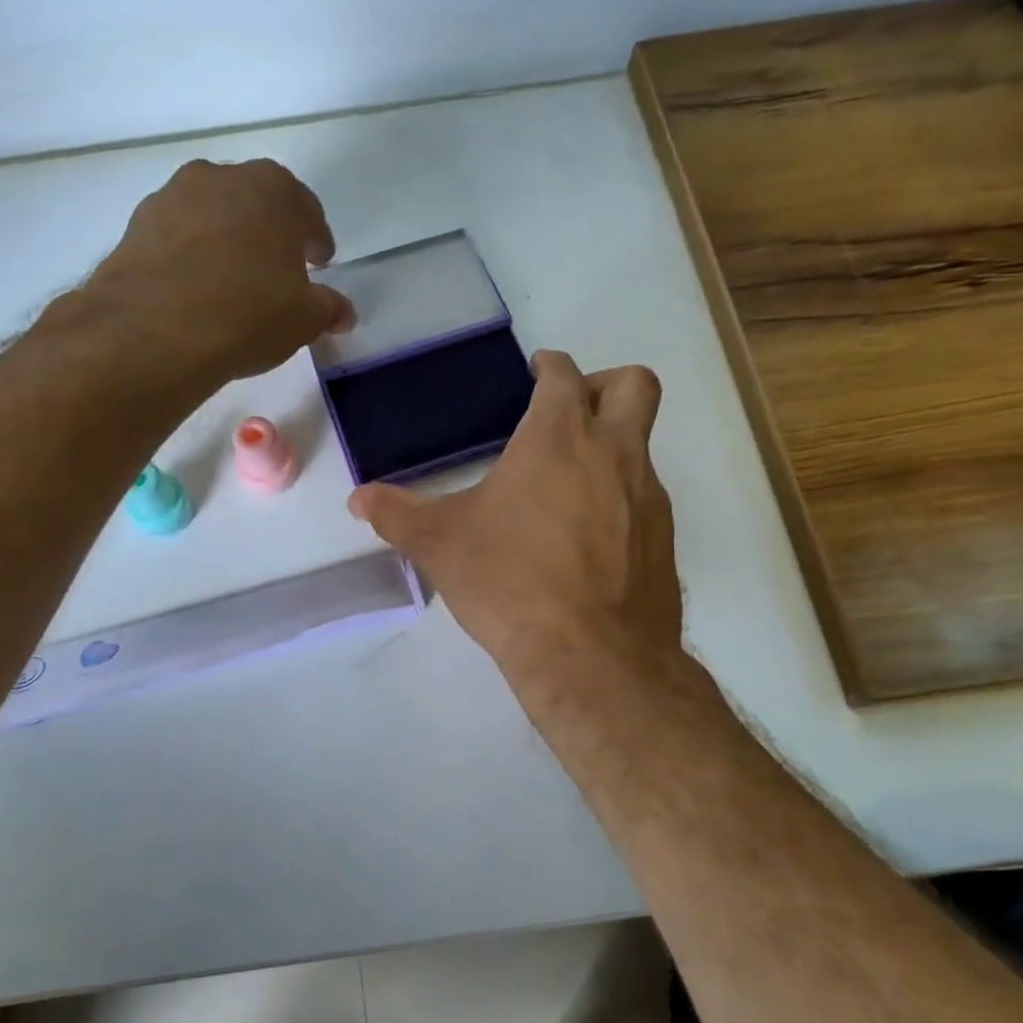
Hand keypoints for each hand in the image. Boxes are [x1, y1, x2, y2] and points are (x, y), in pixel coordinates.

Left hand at [85, 159, 352, 383]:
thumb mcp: (303, 320)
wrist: (154, 331)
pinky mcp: (137, 225)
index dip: (316, 239)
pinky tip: (194, 289)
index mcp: (273, 189)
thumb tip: (343, 313)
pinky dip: (190, 254)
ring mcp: (173, 196)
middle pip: (256, 203)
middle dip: (269, 233)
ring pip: (212, 215)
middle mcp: (221, 177)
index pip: (306, 209)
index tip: (319, 263)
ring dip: (226, 240)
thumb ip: (328, 309)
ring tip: (231, 281)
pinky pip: (177, 236)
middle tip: (277, 270)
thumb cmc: (248, 315)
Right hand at [349, 351, 682, 690]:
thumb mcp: (440, 545)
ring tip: (564, 489)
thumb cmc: (509, 581)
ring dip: (610, 449)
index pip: (565, 375)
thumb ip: (397, 514)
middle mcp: (615, 454)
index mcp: (559, 437)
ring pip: (642, 446)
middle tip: (570, 410)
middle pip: (634, 385)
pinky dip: (619, 500)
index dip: (550, 365)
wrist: (591, 656)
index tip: (537, 371)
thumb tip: (359, 500)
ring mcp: (648, 498)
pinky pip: (645, 500)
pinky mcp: (663, 541)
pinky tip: (585, 540)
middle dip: (605, 384)